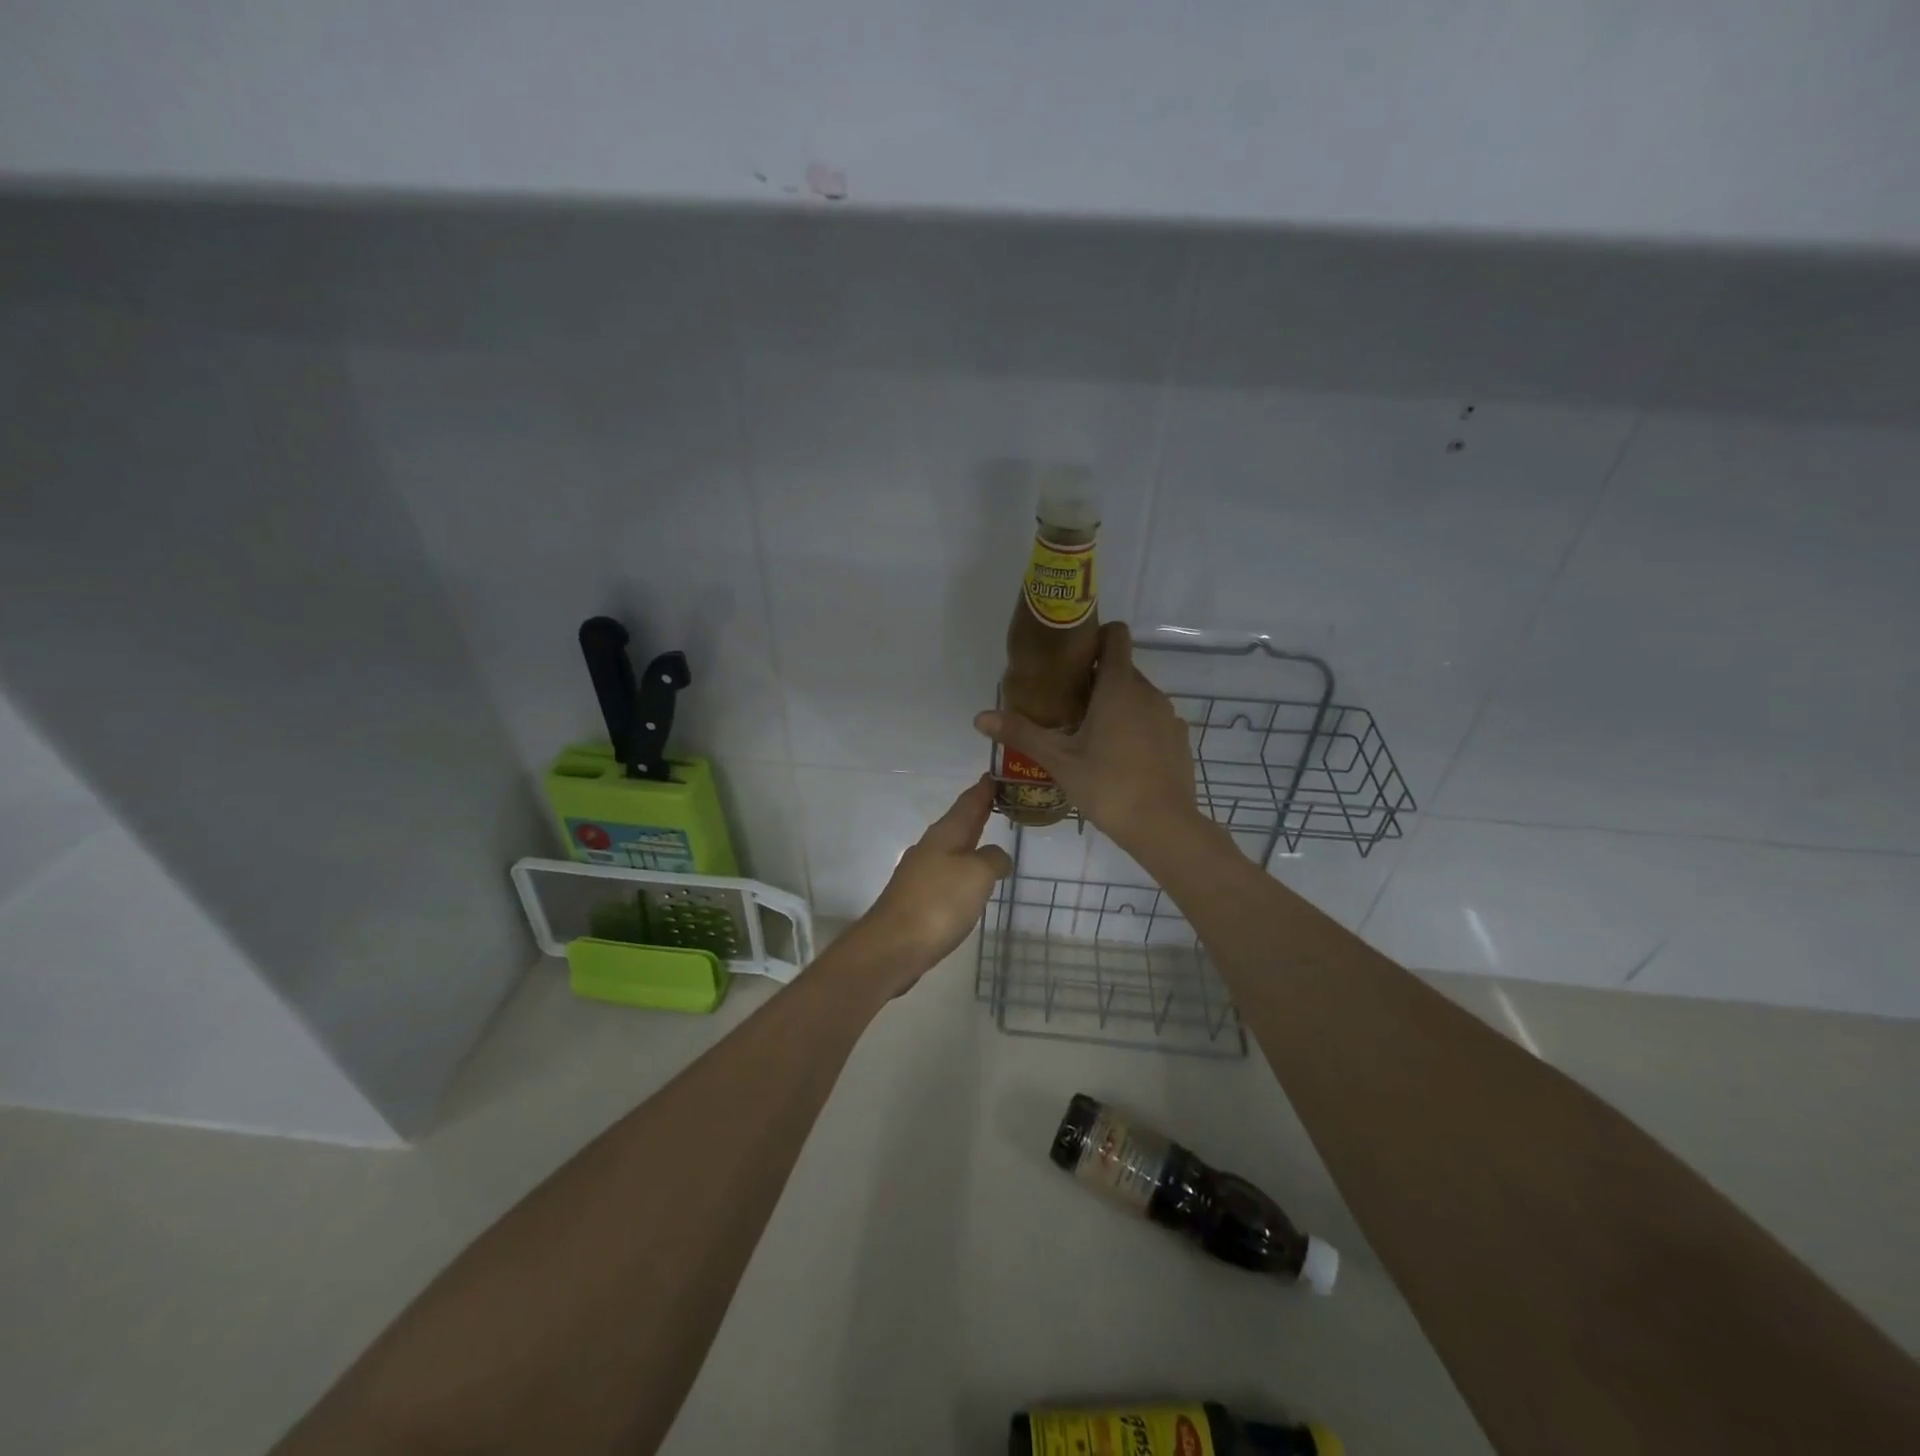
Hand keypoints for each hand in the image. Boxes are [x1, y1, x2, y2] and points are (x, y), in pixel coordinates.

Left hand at [847, 777, 1013, 993]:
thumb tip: (997, 857)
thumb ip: (993, 859)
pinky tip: (969, 882)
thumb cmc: (938, 903)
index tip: (994, 775)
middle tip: (997, 801)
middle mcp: (930, 848)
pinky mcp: (917, 900)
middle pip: (958, 824)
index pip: (968, 803)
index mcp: (945, 835)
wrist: (893, 946)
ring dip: (969, 843)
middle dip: (977, 813)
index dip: (983, 790)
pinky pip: (946, 875)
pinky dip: (962, 870)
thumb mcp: (977, 875)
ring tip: (989, 840)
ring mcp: (920, 874)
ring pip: (951, 849)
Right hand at [974, 621, 1201, 854]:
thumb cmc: (1107, 786)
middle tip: (1067, 705)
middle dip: (1097, 678)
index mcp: (1119, 688)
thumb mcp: (1058, 760)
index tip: (1072, 658)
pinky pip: (1152, 718)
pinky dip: (1136, 725)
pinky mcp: (1178, 738)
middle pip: (1122, 667)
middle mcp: (1148, 692)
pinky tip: (1120, 756)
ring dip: (1116, 703)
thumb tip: (979, 717)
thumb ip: (1021, 733)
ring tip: (1091, 734)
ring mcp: (1168, 715)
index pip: (1116, 636)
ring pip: (1138, 694)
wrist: (1163, 826)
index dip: (1095, 637)